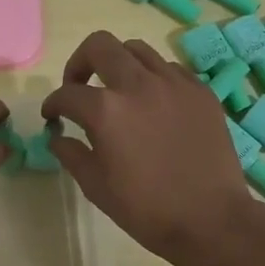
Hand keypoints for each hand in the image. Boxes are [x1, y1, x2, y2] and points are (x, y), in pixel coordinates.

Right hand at [41, 30, 248, 264]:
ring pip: (137, 50)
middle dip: (80, 63)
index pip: (67, 94)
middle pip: (100, 46)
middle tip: (79, 87)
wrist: (211, 220)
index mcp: (106, 110)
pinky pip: (169, 68)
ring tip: (118, 90)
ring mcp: (174, 83)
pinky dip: (152, 78)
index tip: (53, 117)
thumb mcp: (96, 186)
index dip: (53, 105)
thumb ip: (71, 153)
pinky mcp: (200, 91)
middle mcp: (138, 84)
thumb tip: (58, 136)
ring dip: (118, 64)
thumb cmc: (146, 209)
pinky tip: (153, 103)